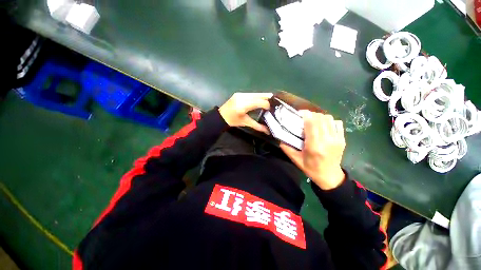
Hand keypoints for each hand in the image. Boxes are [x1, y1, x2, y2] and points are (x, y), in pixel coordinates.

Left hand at [218, 93, 272, 133]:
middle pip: (258, 95)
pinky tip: (261, 100)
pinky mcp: (239, 93)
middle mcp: (242, 97)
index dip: (266, 104)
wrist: (220, 116)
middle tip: (275, 102)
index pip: (258, 102)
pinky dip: (258, 96)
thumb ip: (257, 126)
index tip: (271, 109)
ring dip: (263, 96)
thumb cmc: (232, 121)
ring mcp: (240, 94)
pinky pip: (251, 94)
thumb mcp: (245, 123)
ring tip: (270, 101)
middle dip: (267, 98)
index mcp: (243, 106)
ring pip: (256, 93)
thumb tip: (268, 131)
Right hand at [280, 111, 345, 189]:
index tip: (300, 113)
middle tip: (304, 117)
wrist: (330, 176)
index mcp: (314, 146)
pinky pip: (337, 123)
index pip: (312, 124)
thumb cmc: (311, 168)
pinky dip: (329, 121)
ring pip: (329, 119)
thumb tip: (280, 138)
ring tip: (313, 121)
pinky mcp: (342, 139)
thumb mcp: (296, 160)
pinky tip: (323, 126)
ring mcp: (337, 139)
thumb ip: (287, 148)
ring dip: (320, 117)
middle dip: (311, 115)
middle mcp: (327, 140)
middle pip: (320, 118)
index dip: (306, 115)